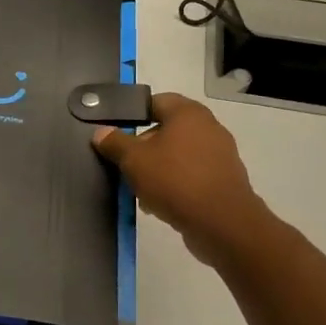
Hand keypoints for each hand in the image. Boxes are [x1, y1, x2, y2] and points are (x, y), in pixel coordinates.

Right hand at [93, 93, 267, 264]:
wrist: (221, 223)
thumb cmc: (174, 180)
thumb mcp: (133, 160)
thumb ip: (115, 142)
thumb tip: (101, 132)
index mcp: (188, 113)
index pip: (156, 101)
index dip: (134, 114)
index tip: (116, 132)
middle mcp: (208, 127)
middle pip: (167, 130)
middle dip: (143, 147)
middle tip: (125, 164)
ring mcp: (220, 154)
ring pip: (178, 155)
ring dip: (158, 168)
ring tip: (140, 190)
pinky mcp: (224, 179)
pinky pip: (192, 174)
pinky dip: (175, 184)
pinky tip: (160, 203)